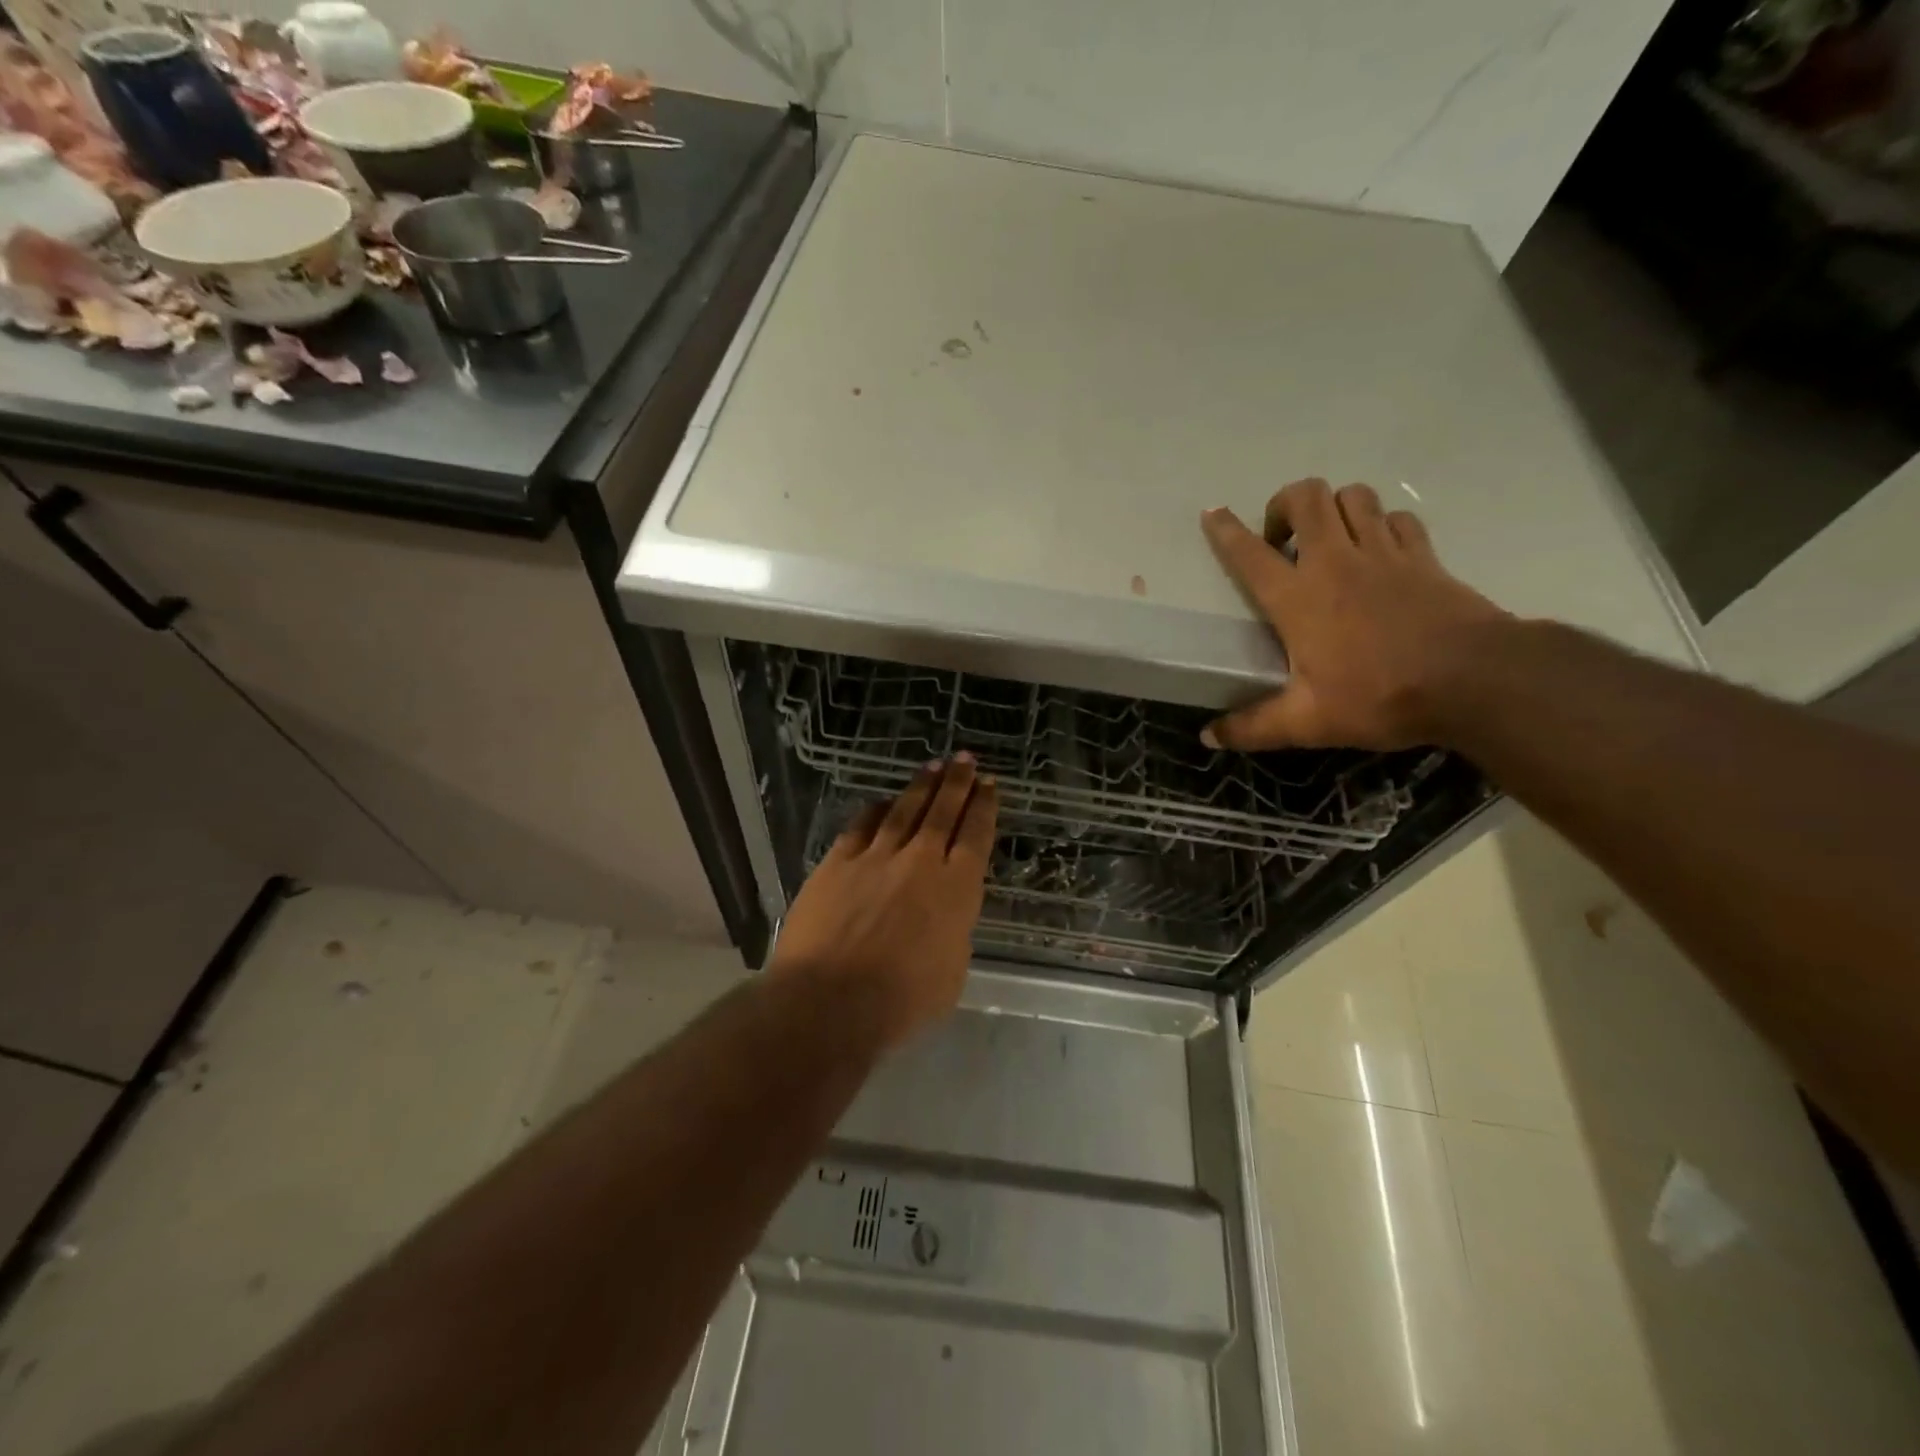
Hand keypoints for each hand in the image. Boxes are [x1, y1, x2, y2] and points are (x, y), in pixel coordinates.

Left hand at [770, 756, 999, 1048]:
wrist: (831, 999)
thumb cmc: (902, 1000)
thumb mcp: (951, 972)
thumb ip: (952, 933)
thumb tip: (944, 917)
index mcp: (957, 888)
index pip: (976, 835)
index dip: (983, 807)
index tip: (988, 785)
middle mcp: (920, 861)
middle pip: (943, 812)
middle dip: (957, 783)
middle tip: (965, 759)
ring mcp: (876, 857)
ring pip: (904, 810)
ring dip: (921, 787)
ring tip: (932, 767)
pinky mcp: (838, 862)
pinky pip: (862, 826)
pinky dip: (875, 811)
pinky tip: (881, 801)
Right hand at [1200, 478, 1507, 750]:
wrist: (1474, 680)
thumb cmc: (1380, 696)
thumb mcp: (1307, 723)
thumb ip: (1253, 728)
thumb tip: (1209, 737)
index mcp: (1298, 598)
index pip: (1250, 553)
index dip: (1225, 531)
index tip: (1213, 514)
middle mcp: (1336, 562)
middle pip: (1307, 497)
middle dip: (1285, 504)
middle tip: (1282, 539)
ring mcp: (1384, 553)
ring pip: (1354, 497)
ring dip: (1334, 508)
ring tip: (1328, 539)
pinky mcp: (1424, 556)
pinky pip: (1397, 519)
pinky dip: (1382, 524)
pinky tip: (1379, 550)